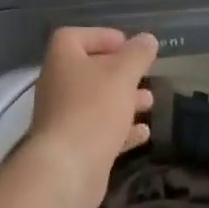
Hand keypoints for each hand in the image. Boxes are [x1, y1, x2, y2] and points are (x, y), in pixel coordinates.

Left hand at [22, 27, 158, 207]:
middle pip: (90, 70)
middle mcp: (58, 85)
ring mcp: (64, 118)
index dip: (101, 36)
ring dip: (124, 100)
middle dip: (120, 72)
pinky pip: (100, 131)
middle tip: (144, 74)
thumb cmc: (93, 109)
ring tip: (150, 102)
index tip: (128, 45)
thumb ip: (137, 54)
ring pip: (97, 102)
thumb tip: (148, 39)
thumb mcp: (122, 74)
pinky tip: (144, 133)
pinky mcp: (74, 147)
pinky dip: (122, 129)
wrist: (66, 171)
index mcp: (63, 60)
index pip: (75, 36)